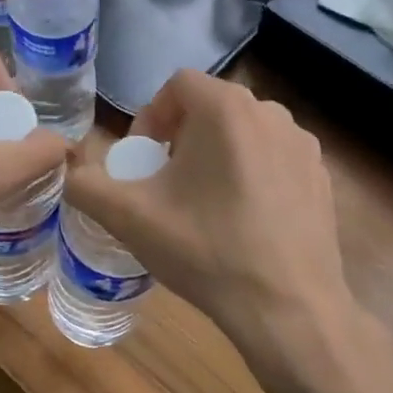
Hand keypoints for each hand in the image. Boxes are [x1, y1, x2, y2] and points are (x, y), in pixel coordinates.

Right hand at [64, 70, 370, 389]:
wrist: (287, 308)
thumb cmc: (205, 251)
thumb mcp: (130, 218)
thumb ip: (86, 185)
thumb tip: (70, 171)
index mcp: (226, 108)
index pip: (177, 84)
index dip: (150, 117)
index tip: (142, 161)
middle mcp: (271, 113)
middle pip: (211, 105)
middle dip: (180, 135)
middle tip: (166, 182)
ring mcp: (303, 144)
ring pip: (244, 131)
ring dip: (216, 152)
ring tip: (203, 201)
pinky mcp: (322, 176)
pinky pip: (274, 157)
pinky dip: (251, 173)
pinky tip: (243, 220)